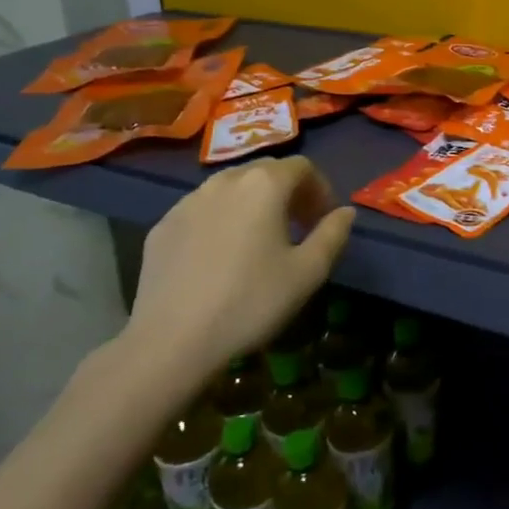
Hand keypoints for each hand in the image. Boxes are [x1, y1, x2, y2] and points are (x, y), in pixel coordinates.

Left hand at [122, 157, 355, 375]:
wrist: (171, 341)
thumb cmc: (250, 302)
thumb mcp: (307, 273)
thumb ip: (333, 234)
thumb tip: (346, 212)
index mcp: (264, 185)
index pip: (302, 167)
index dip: (320, 189)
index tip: (324, 220)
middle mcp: (224, 180)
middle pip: (265, 171)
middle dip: (288, 192)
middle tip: (298, 227)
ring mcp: (187, 201)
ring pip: (230, 188)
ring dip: (253, 204)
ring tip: (259, 241)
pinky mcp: (162, 226)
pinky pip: (202, 210)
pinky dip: (220, 220)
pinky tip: (220, 258)